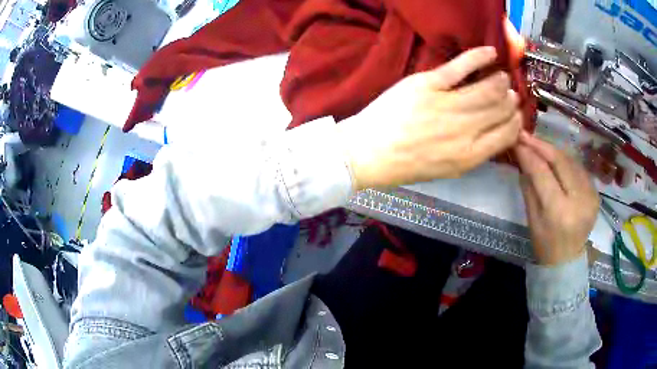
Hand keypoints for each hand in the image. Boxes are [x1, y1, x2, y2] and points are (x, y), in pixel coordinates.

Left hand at [337, 47, 522, 189]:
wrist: (368, 152)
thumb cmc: (407, 164)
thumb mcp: (447, 169)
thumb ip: (473, 152)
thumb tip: (494, 132)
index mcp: (470, 156)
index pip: (508, 134)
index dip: (516, 123)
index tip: (515, 115)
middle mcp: (465, 130)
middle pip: (501, 109)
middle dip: (510, 101)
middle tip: (510, 95)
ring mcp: (447, 105)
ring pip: (488, 87)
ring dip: (500, 82)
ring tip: (502, 78)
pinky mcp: (428, 84)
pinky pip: (461, 66)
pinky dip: (479, 56)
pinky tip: (491, 53)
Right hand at [515, 131, 599, 264]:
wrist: (567, 260)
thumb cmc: (544, 244)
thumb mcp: (532, 218)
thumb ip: (529, 185)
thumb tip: (522, 155)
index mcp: (559, 212)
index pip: (543, 173)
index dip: (529, 154)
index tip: (517, 140)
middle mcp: (579, 200)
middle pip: (561, 161)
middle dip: (542, 145)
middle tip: (526, 136)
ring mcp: (591, 196)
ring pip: (571, 161)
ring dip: (554, 151)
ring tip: (540, 146)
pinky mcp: (596, 194)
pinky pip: (579, 169)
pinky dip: (566, 161)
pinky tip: (556, 160)